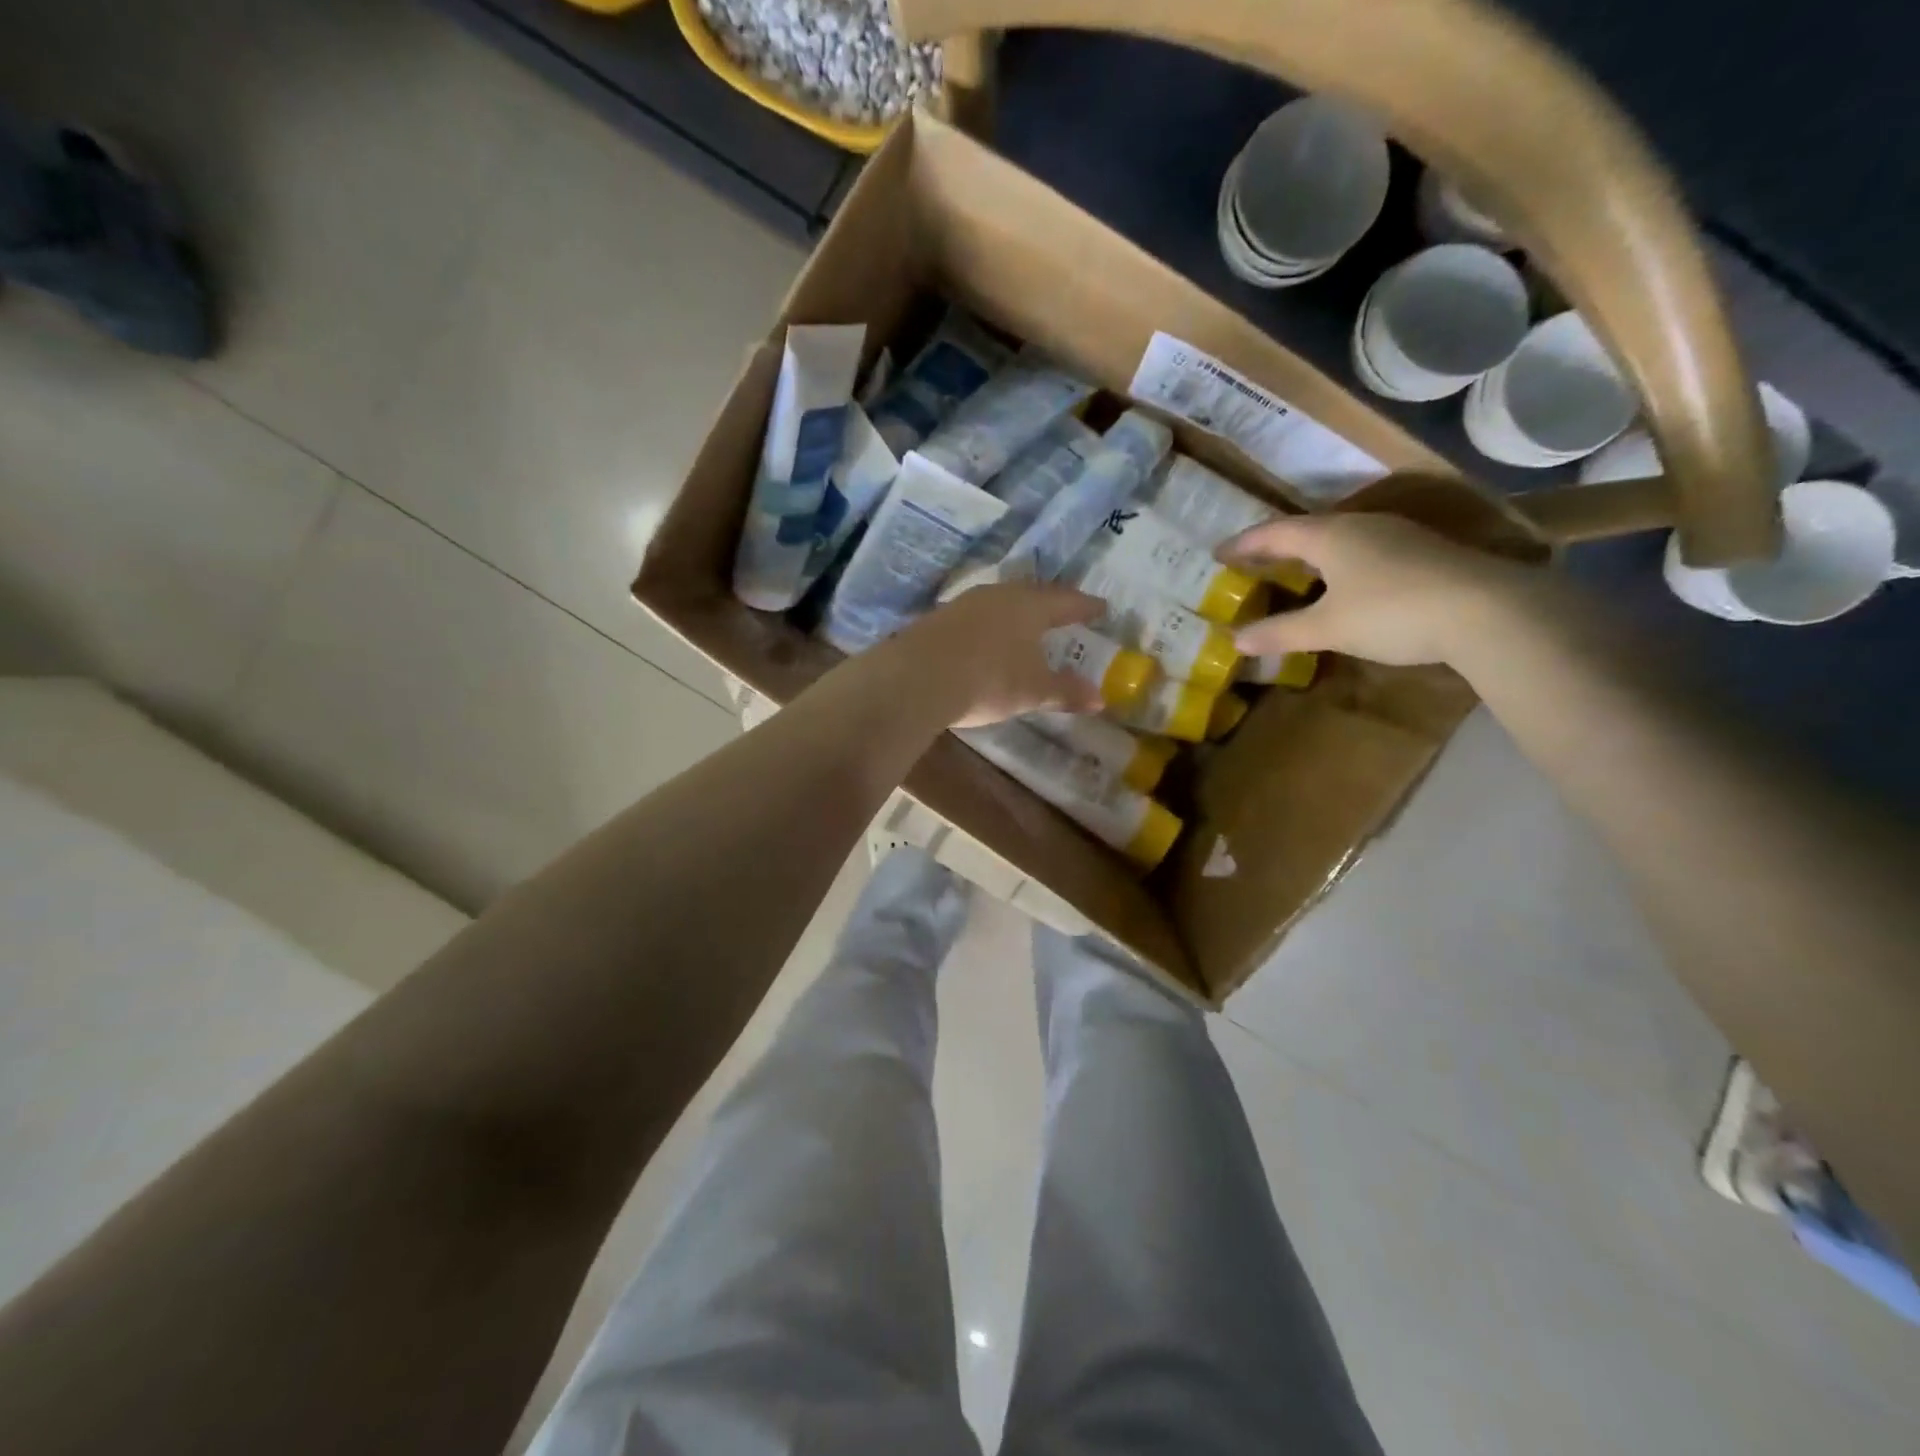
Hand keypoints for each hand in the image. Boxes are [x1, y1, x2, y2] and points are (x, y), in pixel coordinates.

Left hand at [878, 582, 1105, 726]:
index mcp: (1031, 606)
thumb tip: (1100, 699)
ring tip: (1027, 623)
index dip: (1086, 606)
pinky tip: (988, 637)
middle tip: (1064, 611)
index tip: (1102, 607)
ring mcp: (966, 603)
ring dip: (1017, 612)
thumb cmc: (989, 679)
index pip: (1067, 601)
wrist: (918, 677)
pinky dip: (991, 625)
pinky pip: (977, 615)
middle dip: (1051, 604)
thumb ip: (1066, 691)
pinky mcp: (940, 617)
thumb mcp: (1032, 691)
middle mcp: (1000, 595)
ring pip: (1002, 601)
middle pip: (1033, 594)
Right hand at [1222, 512, 1534, 666]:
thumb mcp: (1328, 627)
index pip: (1275, 533)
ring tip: (1293, 572)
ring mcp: (1397, 536)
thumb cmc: (1392, 611)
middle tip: (1252, 562)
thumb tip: (1236, 641)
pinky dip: (1339, 565)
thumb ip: (1281, 633)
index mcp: (1331, 535)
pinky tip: (1344, 584)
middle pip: (1307, 530)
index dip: (1244, 544)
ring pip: (1340, 539)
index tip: (1218, 553)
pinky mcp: (1423, 553)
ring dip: (1311, 554)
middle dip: (1276, 546)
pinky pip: (1364, 552)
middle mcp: (1361, 526)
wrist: (1487, 610)